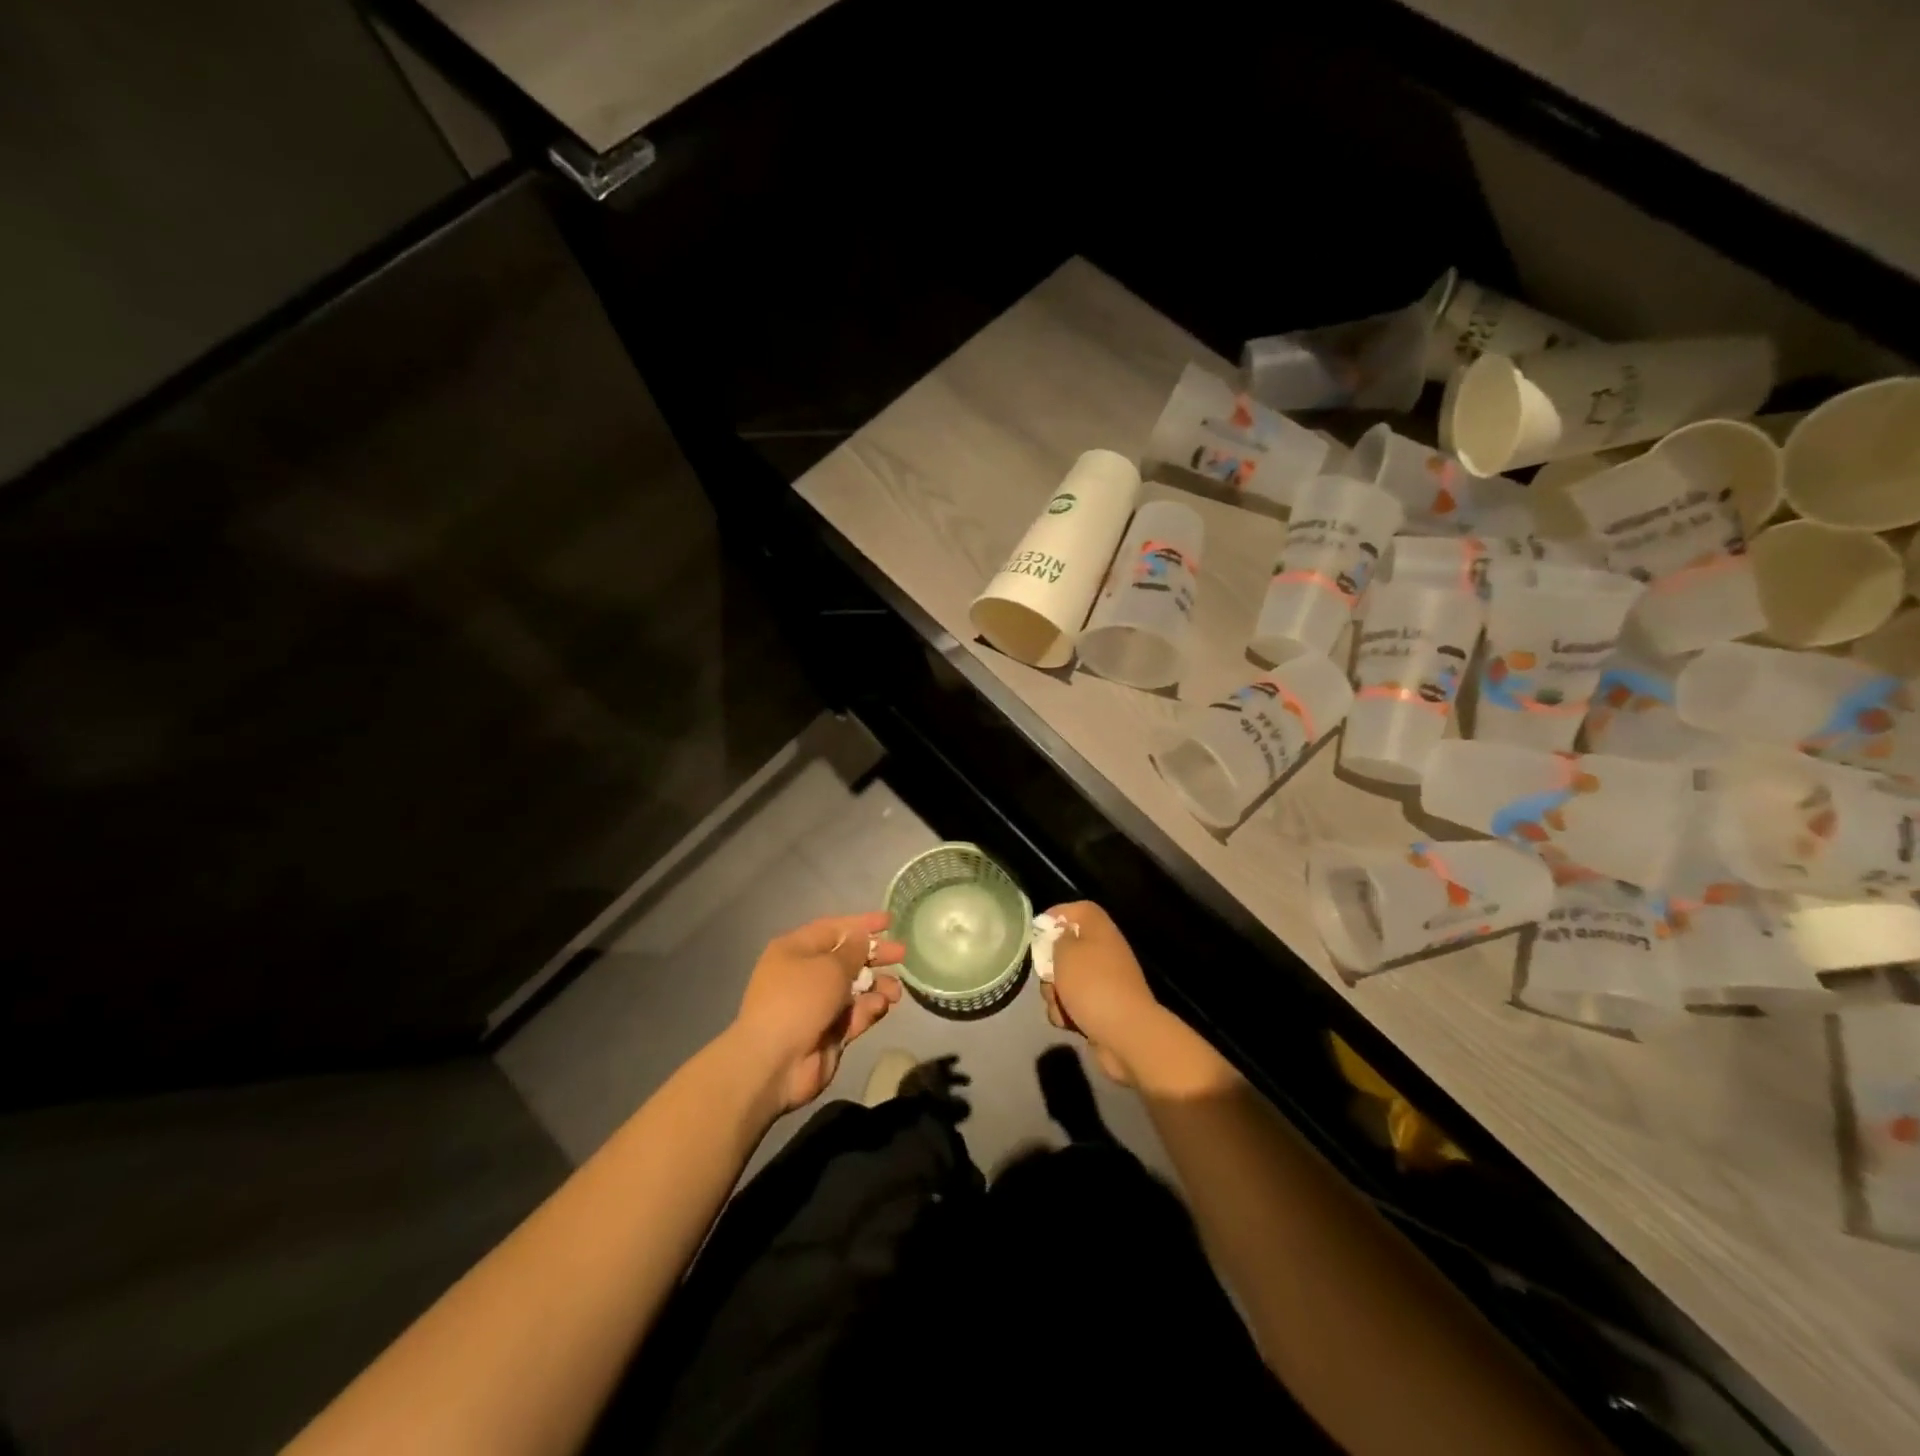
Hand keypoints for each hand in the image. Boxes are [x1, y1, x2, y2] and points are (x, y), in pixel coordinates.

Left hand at [733, 911, 904, 1111]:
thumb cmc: (799, 1000)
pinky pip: (854, 1014)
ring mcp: (817, 1005)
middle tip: (902, 955)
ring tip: (895, 991)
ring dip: (877, 986)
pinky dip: (868, 1009)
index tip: (890, 921)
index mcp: (796, 950)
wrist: (775, 1062)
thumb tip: (862, 938)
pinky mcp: (828, 1032)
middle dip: (875, 956)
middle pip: (847, 958)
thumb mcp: (830, 967)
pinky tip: (880, 1007)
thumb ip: (853, 951)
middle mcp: (805, 974)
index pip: (834, 929)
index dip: (862, 924)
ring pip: (855, 988)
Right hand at [1038, 901, 1166, 1084]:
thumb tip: (1058, 937)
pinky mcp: (1102, 1008)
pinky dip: (1067, 1013)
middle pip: (1066, 949)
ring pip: (1065, 980)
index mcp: (1099, 929)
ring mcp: (1104, 981)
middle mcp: (1103, 951)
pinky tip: (1069, 1023)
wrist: (1126, 1034)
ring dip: (1055, 993)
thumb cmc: (1092, 984)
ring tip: (1060, 1006)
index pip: (1076, 909)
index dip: (1054, 916)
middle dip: (1049, 967)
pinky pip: (1074, 1004)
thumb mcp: (1065, 953)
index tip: (1036, 934)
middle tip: (1047, 978)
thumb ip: (1055, 939)